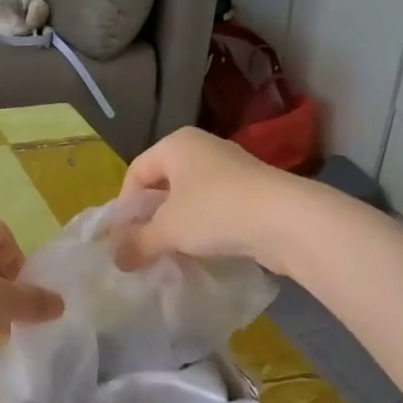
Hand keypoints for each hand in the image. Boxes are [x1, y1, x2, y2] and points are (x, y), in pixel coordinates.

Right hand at [115, 128, 311, 273]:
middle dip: (152, 218)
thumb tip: (115, 259)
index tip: (124, 238)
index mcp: (177, 144)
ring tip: (172, 255)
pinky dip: (204, 229)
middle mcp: (203, 148)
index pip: (136, 171)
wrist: (286, 220)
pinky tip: (203, 252)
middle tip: (144, 248)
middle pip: (164, 184)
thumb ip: (137, 243)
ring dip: (178, 226)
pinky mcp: (253, 192)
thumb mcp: (167, 230)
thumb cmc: (215, 212)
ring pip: (191, 198)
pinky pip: (216, 209)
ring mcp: (232, 169)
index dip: (125, 206)